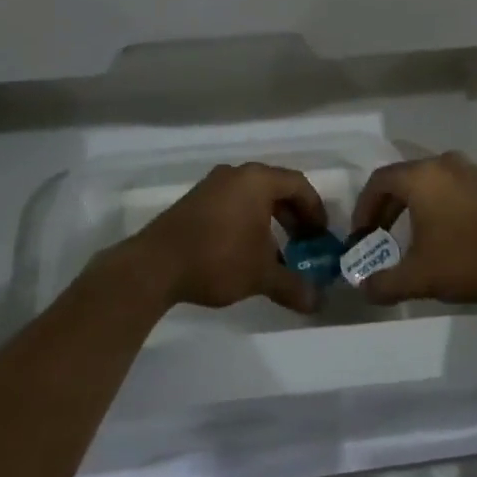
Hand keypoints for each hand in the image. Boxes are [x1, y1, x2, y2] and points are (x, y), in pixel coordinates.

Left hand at [125, 162, 325, 314]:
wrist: (155, 265)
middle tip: (303, 243)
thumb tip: (317, 302)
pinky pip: (232, 203)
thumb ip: (292, 285)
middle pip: (276, 188)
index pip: (298, 185)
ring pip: (252, 196)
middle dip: (294, 216)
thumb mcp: (261, 275)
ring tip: (276, 252)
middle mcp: (236, 174)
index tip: (321, 236)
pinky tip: (245, 251)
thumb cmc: (218, 258)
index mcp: (257, 180)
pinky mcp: (194, 201)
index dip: (315, 210)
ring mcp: (212, 185)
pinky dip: (247, 221)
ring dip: (270, 220)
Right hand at [349, 152, 476, 305]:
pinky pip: (458, 189)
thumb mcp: (420, 277)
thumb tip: (364, 289)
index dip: (364, 207)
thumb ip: (386, 283)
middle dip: (388, 208)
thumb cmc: (470, 257)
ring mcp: (475, 171)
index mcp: (421, 177)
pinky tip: (451, 236)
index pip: (379, 181)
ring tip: (415, 237)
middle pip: (406, 178)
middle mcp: (445, 164)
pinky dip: (444, 207)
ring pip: (434, 183)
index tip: (361, 235)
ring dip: (417, 207)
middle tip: (381, 236)